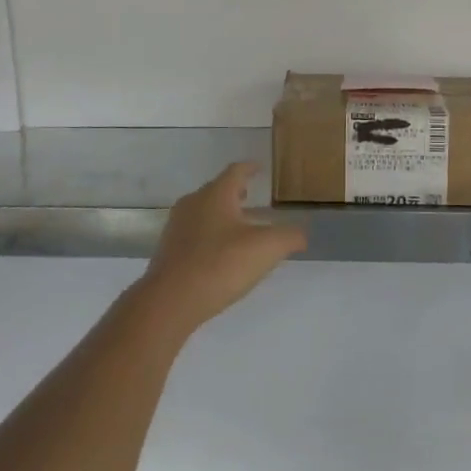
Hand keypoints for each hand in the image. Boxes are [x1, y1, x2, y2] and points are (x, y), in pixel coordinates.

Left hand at [139, 163, 305, 333]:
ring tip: (238, 226)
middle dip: (234, 192)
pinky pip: (193, 234)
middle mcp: (193, 203)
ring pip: (203, 211)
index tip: (259, 168)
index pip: (236, 171)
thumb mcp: (267, 249)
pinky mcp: (168, 251)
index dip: (250, 168)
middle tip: (250, 195)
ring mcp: (177, 227)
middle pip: (216, 190)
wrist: (170, 301)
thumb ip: (289, 236)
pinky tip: (220, 254)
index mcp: (216, 194)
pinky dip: (209, 235)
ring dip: (221, 214)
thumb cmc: (221, 264)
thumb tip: (302, 233)